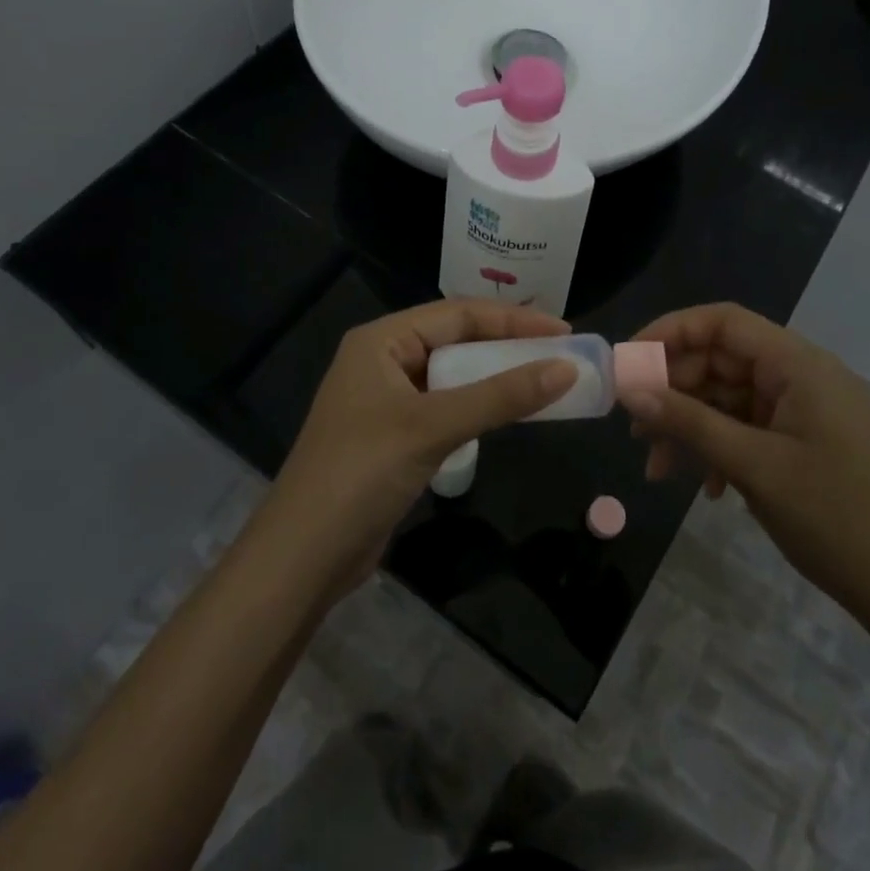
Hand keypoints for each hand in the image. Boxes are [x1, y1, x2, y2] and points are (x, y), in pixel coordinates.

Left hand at [260, 299, 576, 594]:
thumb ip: (501, 396)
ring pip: (453, 376)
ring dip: (496, 378)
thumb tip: (567, 368)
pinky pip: (446, 407)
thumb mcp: (434, 427)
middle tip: (561, 355)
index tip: (565, 331)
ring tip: (545, 380)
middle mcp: (383, 361)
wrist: (303, 557)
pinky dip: (478, 407)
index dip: (513, 320)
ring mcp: (387, 400)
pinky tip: (507, 414)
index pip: (458, 313)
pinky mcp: (394, 436)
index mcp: (381, 341)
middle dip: (508, 346)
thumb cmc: (362, 474)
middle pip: (457, 341)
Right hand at [624, 303, 869, 638]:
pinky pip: (750, 428)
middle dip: (674, 392)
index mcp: (799, 365)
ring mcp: (808, 410)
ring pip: (730, 399)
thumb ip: (689, 422)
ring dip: (692, 427)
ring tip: (658, 468)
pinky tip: (707, 488)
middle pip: (722, 361)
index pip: (723, 322)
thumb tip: (630, 390)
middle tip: (635, 429)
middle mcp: (803, 376)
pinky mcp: (809, 441)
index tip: (628, 362)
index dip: (670, 332)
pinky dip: (721, 448)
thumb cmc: (835, 519)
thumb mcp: (753, 466)